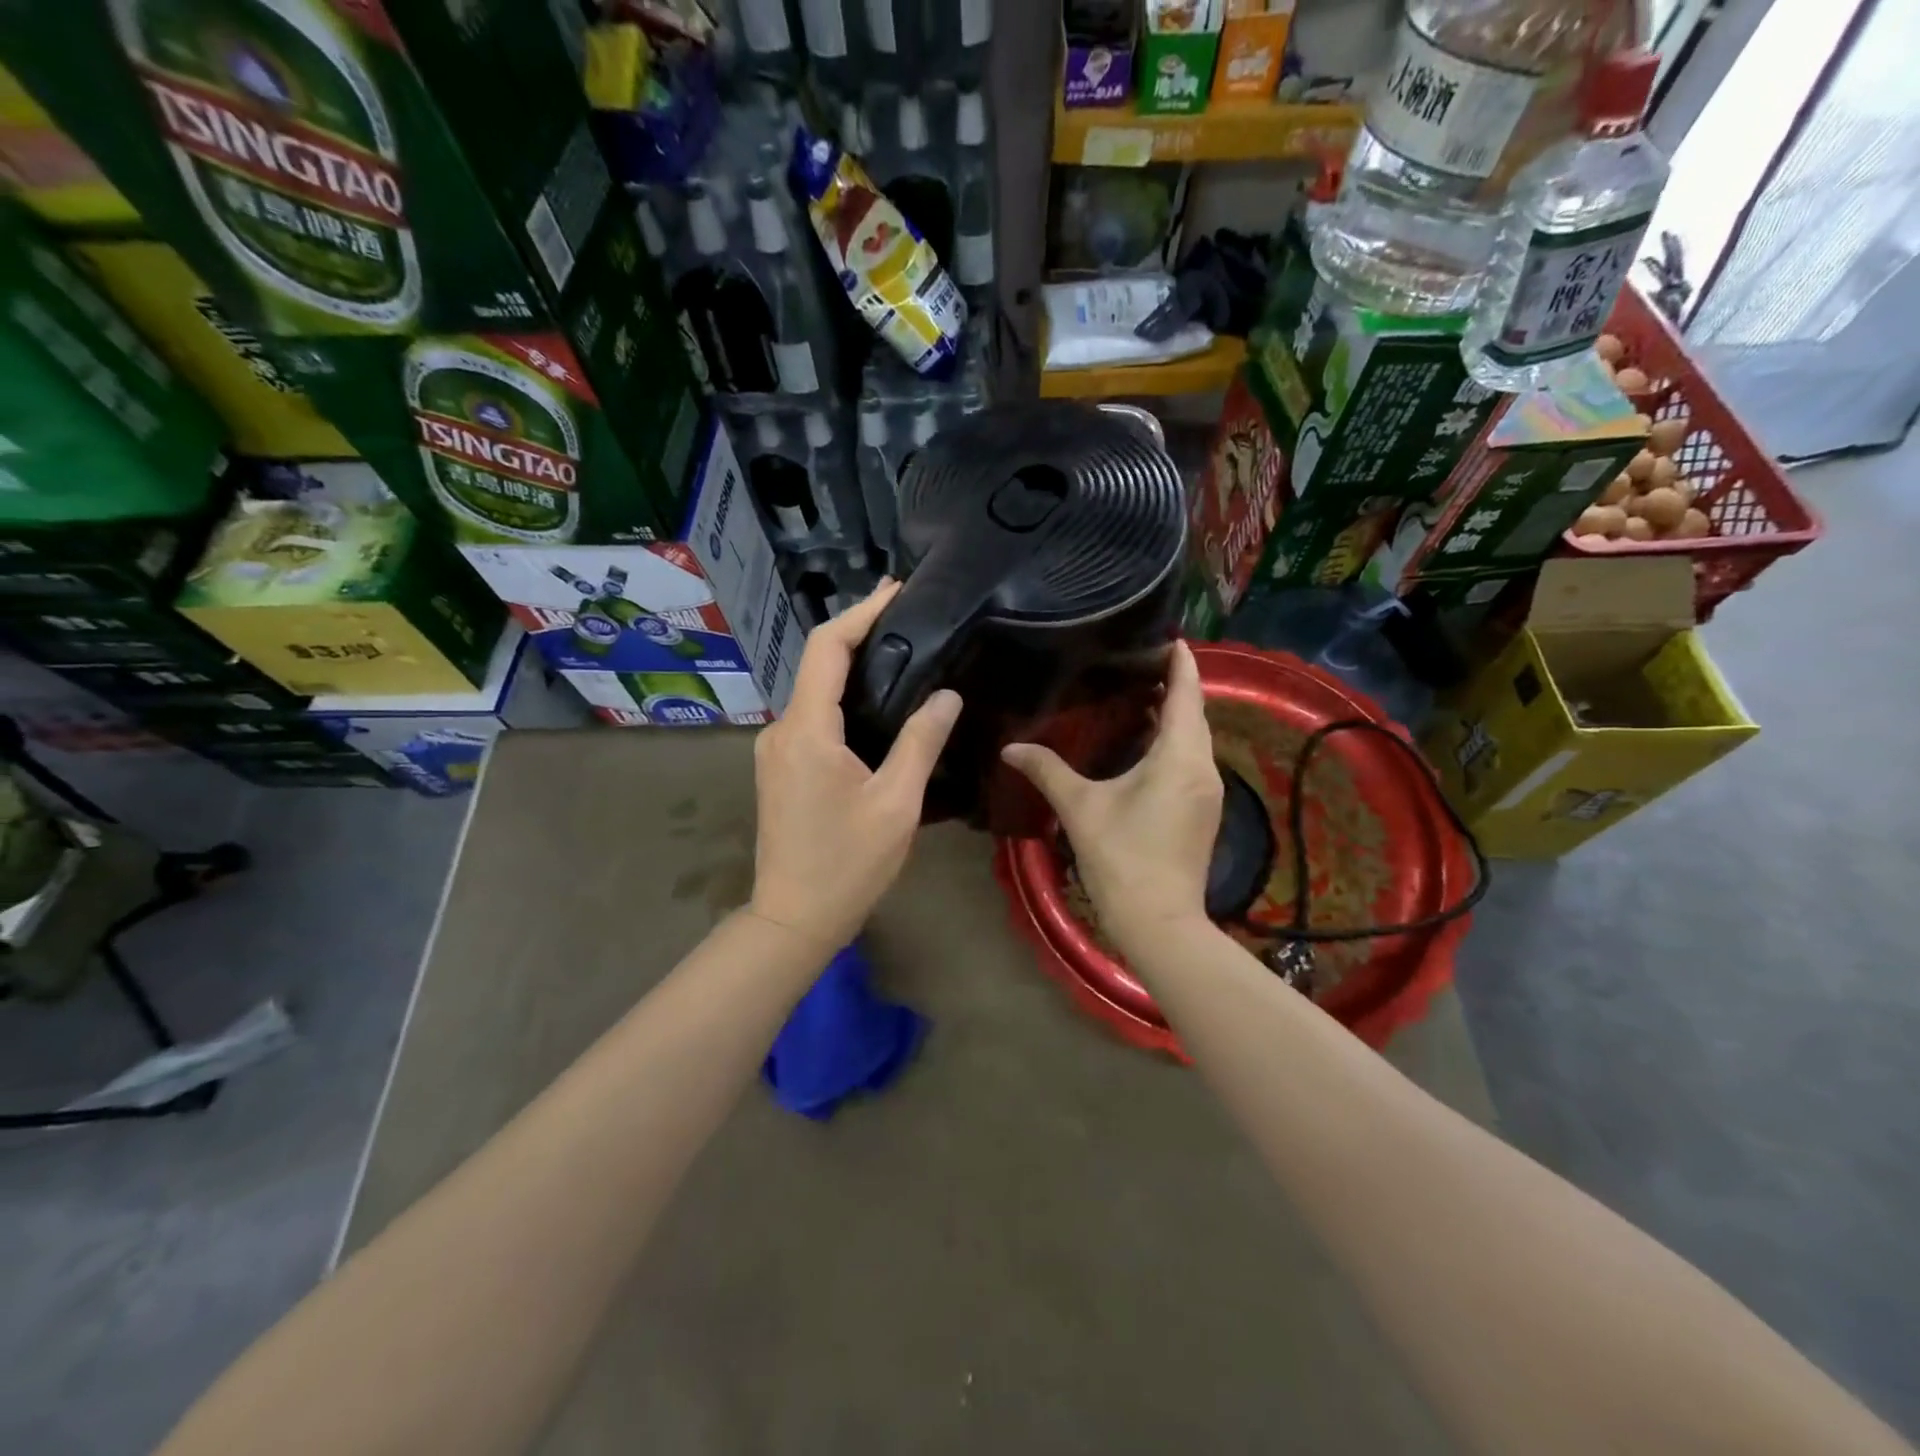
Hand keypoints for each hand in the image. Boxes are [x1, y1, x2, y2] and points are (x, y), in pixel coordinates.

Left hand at [748, 580, 961, 952]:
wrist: (794, 918)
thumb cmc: (848, 864)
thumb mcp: (896, 803)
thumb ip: (920, 742)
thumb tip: (947, 695)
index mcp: (807, 730)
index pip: (828, 649)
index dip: (861, 614)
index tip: (897, 591)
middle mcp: (782, 730)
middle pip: (819, 664)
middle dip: (860, 633)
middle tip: (909, 616)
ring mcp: (776, 749)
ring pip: (815, 691)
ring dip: (852, 667)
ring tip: (902, 652)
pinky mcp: (780, 767)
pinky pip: (813, 717)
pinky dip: (843, 698)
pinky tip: (877, 703)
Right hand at [1001, 641, 1221, 948]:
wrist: (1160, 922)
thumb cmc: (1122, 857)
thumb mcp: (1080, 808)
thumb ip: (1046, 770)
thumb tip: (1010, 748)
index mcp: (1179, 756)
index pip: (1187, 693)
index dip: (1180, 662)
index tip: (1166, 637)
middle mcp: (1203, 767)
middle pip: (1195, 713)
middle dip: (1175, 685)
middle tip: (1139, 664)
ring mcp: (1208, 792)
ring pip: (1195, 739)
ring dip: (1175, 716)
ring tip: (1139, 697)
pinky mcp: (1204, 812)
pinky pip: (1192, 761)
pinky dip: (1174, 743)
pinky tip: (1146, 746)